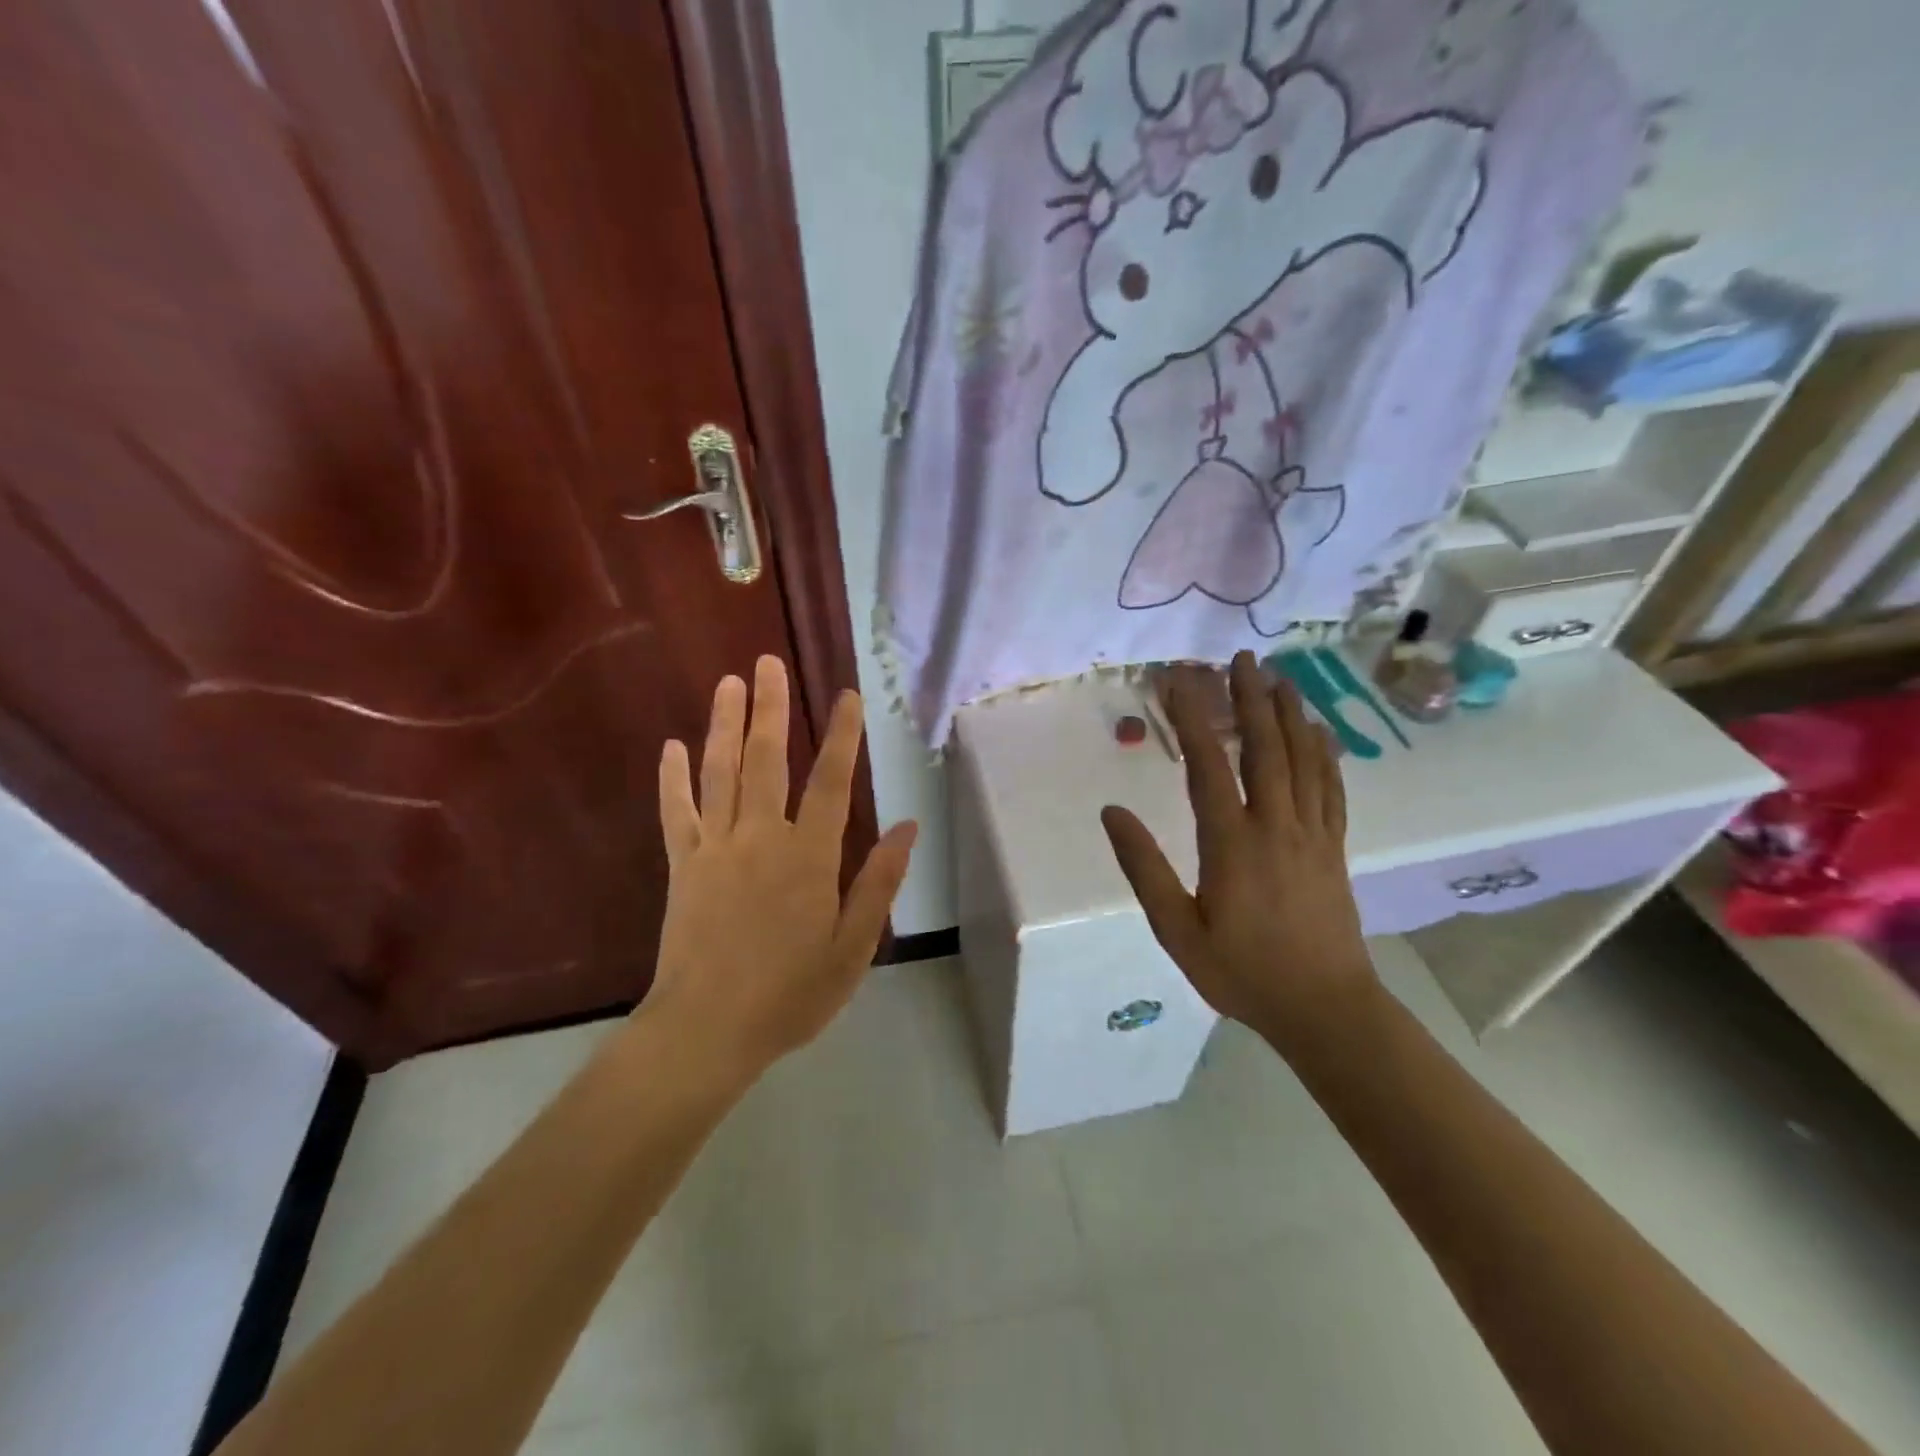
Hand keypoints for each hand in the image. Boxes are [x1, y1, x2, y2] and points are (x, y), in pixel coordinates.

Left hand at [639, 656, 917, 1083]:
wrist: (707, 1031)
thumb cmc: (790, 993)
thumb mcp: (853, 946)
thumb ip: (878, 882)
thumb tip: (908, 828)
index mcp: (808, 857)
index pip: (832, 783)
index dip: (842, 736)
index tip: (847, 695)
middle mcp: (761, 839)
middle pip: (768, 761)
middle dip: (770, 708)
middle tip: (766, 662)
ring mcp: (715, 849)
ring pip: (721, 774)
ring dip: (725, 726)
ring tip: (728, 683)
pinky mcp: (682, 866)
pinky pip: (676, 813)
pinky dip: (673, 779)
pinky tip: (670, 747)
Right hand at [1101, 651, 1376, 1049]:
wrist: (1325, 1009)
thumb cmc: (1242, 973)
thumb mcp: (1177, 930)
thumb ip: (1144, 869)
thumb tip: (1112, 812)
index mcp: (1231, 843)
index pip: (1208, 766)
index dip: (1192, 718)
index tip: (1178, 682)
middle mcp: (1275, 826)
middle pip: (1264, 749)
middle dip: (1251, 698)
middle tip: (1242, 658)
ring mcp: (1312, 834)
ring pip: (1303, 761)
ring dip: (1290, 715)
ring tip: (1281, 678)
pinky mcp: (1334, 848)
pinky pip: (1331, 789)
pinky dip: (1324, 754)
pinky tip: (1319, 733)